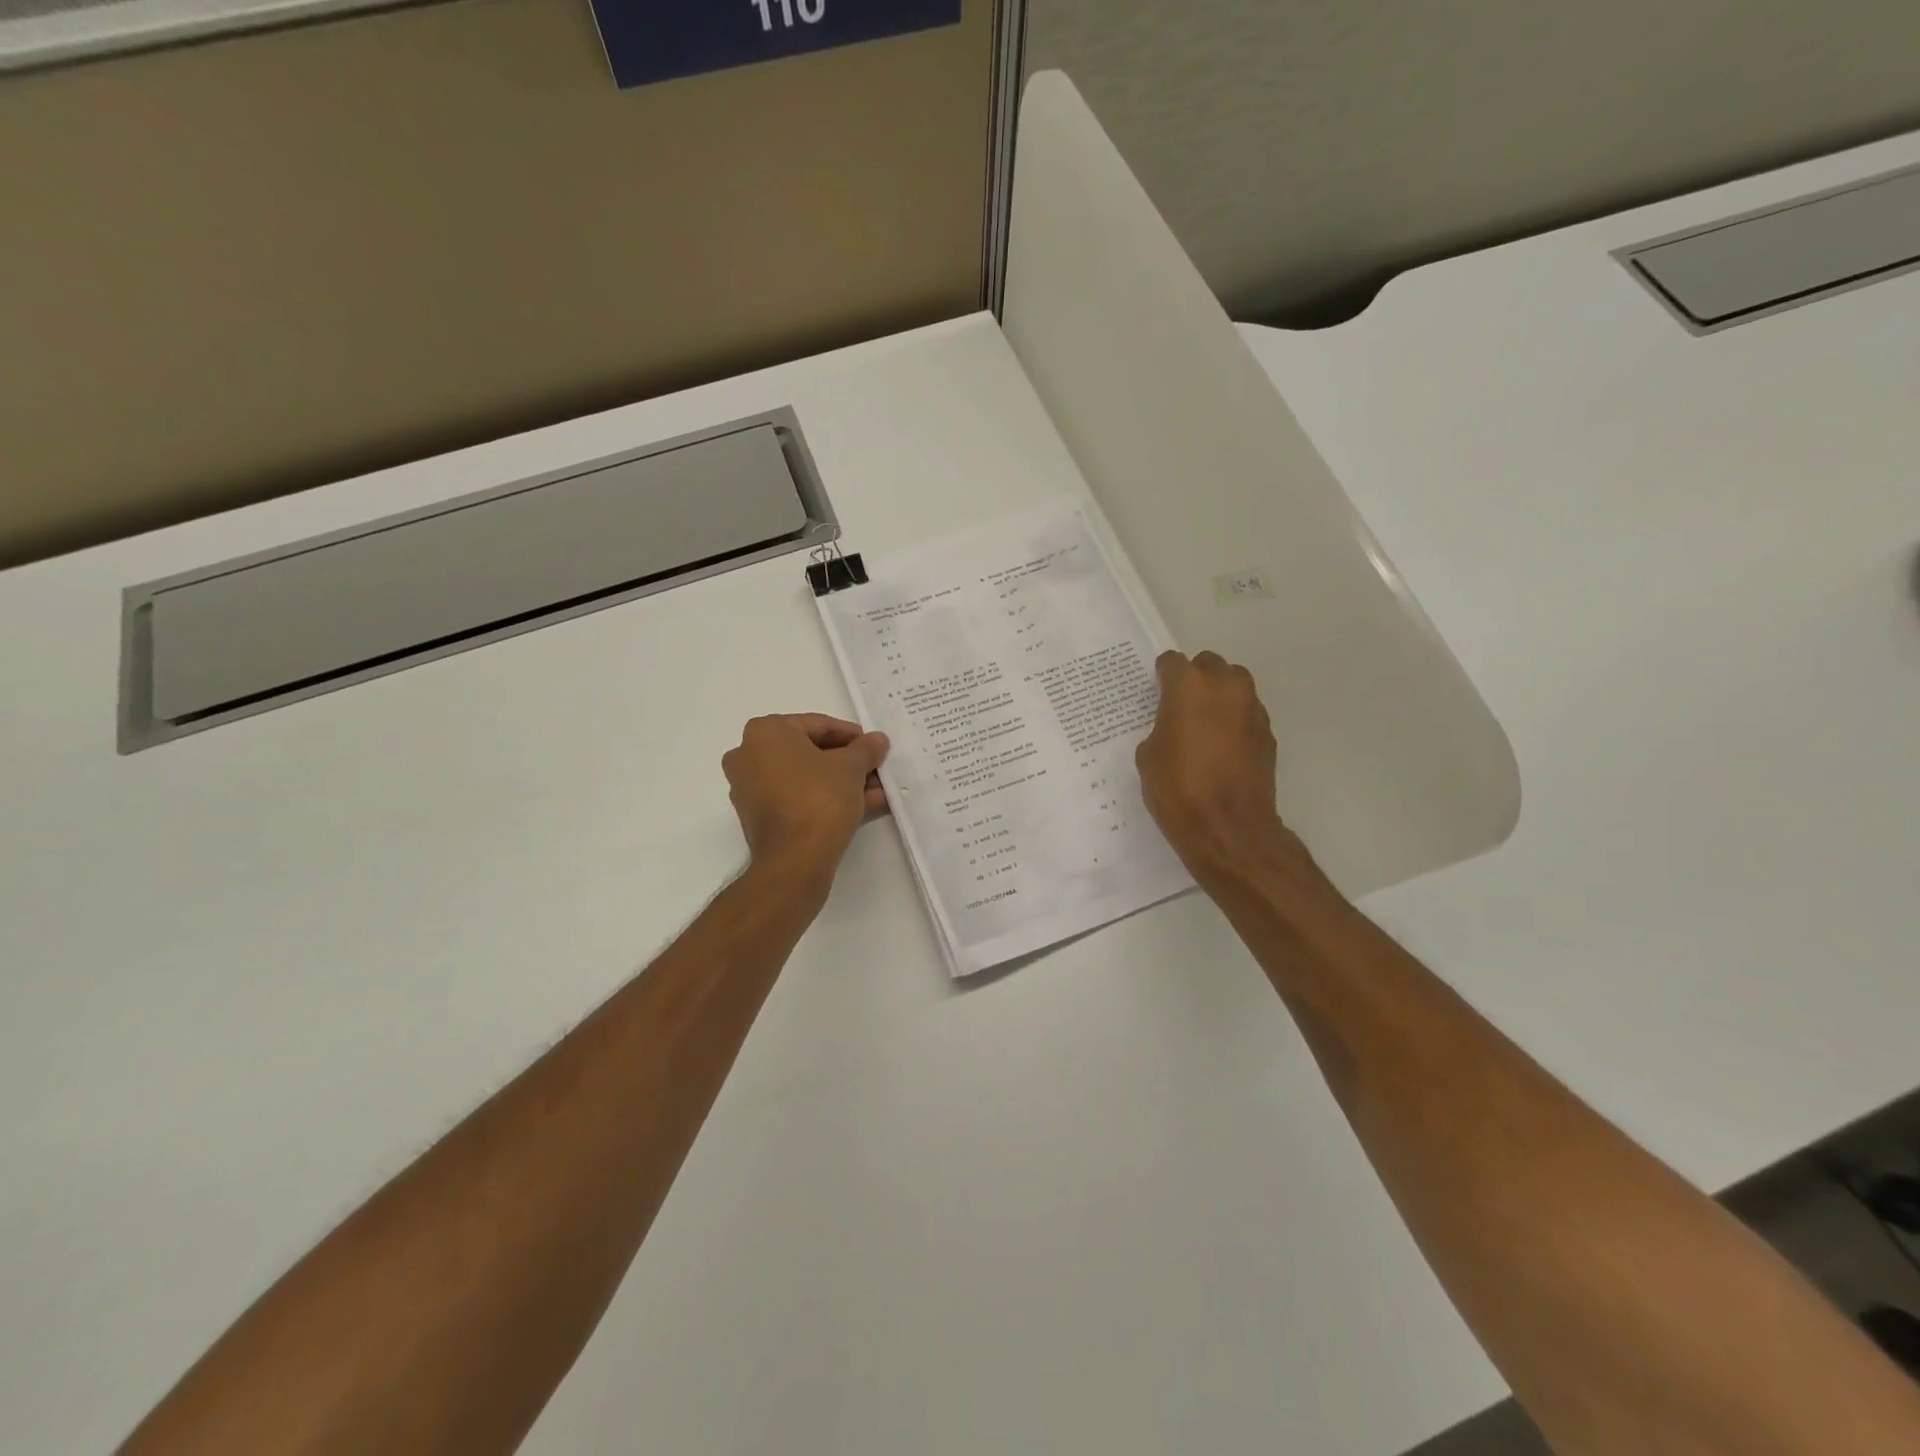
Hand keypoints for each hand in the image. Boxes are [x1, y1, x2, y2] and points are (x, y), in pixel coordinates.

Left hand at [723, 714, 889, 890]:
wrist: (794, 860)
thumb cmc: (819, 798)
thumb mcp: (851, 767)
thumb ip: (866, 748)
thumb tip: (878, 740)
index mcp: (765, 732)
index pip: (818, 725)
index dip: (852, 736)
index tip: (875, 747)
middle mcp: (749, 755)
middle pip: (810, 752)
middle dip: (847, 763)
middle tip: (875, 769)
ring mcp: (749, 789)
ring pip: (806, 778)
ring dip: (842, 783)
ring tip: (877, 791)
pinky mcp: (758, 817)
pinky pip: (797, 798)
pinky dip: (826, 800)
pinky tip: (863, 807)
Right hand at [1135, 651, 1310, 888]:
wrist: (1228, 827)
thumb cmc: (1178, 789)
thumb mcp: (1149, 756)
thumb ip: (1161, 727)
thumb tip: (1174, 726)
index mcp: (1188, 687)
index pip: (1172, 662)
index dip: (1162, 675)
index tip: (1156, 689)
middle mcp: (1225, 687)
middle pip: (1210, 664)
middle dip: (1196, 677)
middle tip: (1181, 704)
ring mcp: (1252, 709)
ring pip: (1235, 685)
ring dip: (1219, 695)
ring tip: (1204, 723)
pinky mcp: (1268, 734)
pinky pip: (1247, 714)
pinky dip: (1234, 721)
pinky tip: (1222, 747)